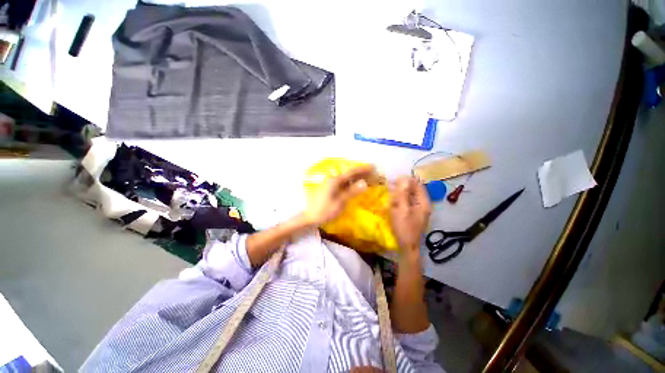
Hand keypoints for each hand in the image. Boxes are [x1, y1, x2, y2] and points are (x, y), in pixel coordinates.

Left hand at [304, 165, 375, 226]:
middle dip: (361, 172)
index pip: (351, 172)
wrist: (310, 217)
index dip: (362, 169)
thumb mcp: (340, 203)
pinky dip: (351, 183)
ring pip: (346, 178)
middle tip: (373, 173)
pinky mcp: (329, 189)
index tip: (373, 167)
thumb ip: (351, 192)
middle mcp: (332, 180)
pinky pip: (343, 183)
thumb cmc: (324, 211)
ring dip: (356, 178)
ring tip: (367, 179)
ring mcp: (330, 184)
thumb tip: (364, 183)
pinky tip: (355, 186)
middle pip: (349, 173)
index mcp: (335, 181)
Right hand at [390, 176, 430, 256]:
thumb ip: (402, 193)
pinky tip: (392, 202)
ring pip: (409, 196)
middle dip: (402, 187)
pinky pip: (407, 203)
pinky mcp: (413, 214)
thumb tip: (403, 177)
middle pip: (414, 190)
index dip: (407, 180)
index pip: (417, 184)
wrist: (407, 247)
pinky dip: (400, 200)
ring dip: (400, 193)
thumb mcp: (401, 209)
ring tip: (389, 194)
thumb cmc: (404, 228)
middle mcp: (423, 204)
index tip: (394, 178)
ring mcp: (418, 210)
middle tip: (389, 186)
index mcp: (423, 202)